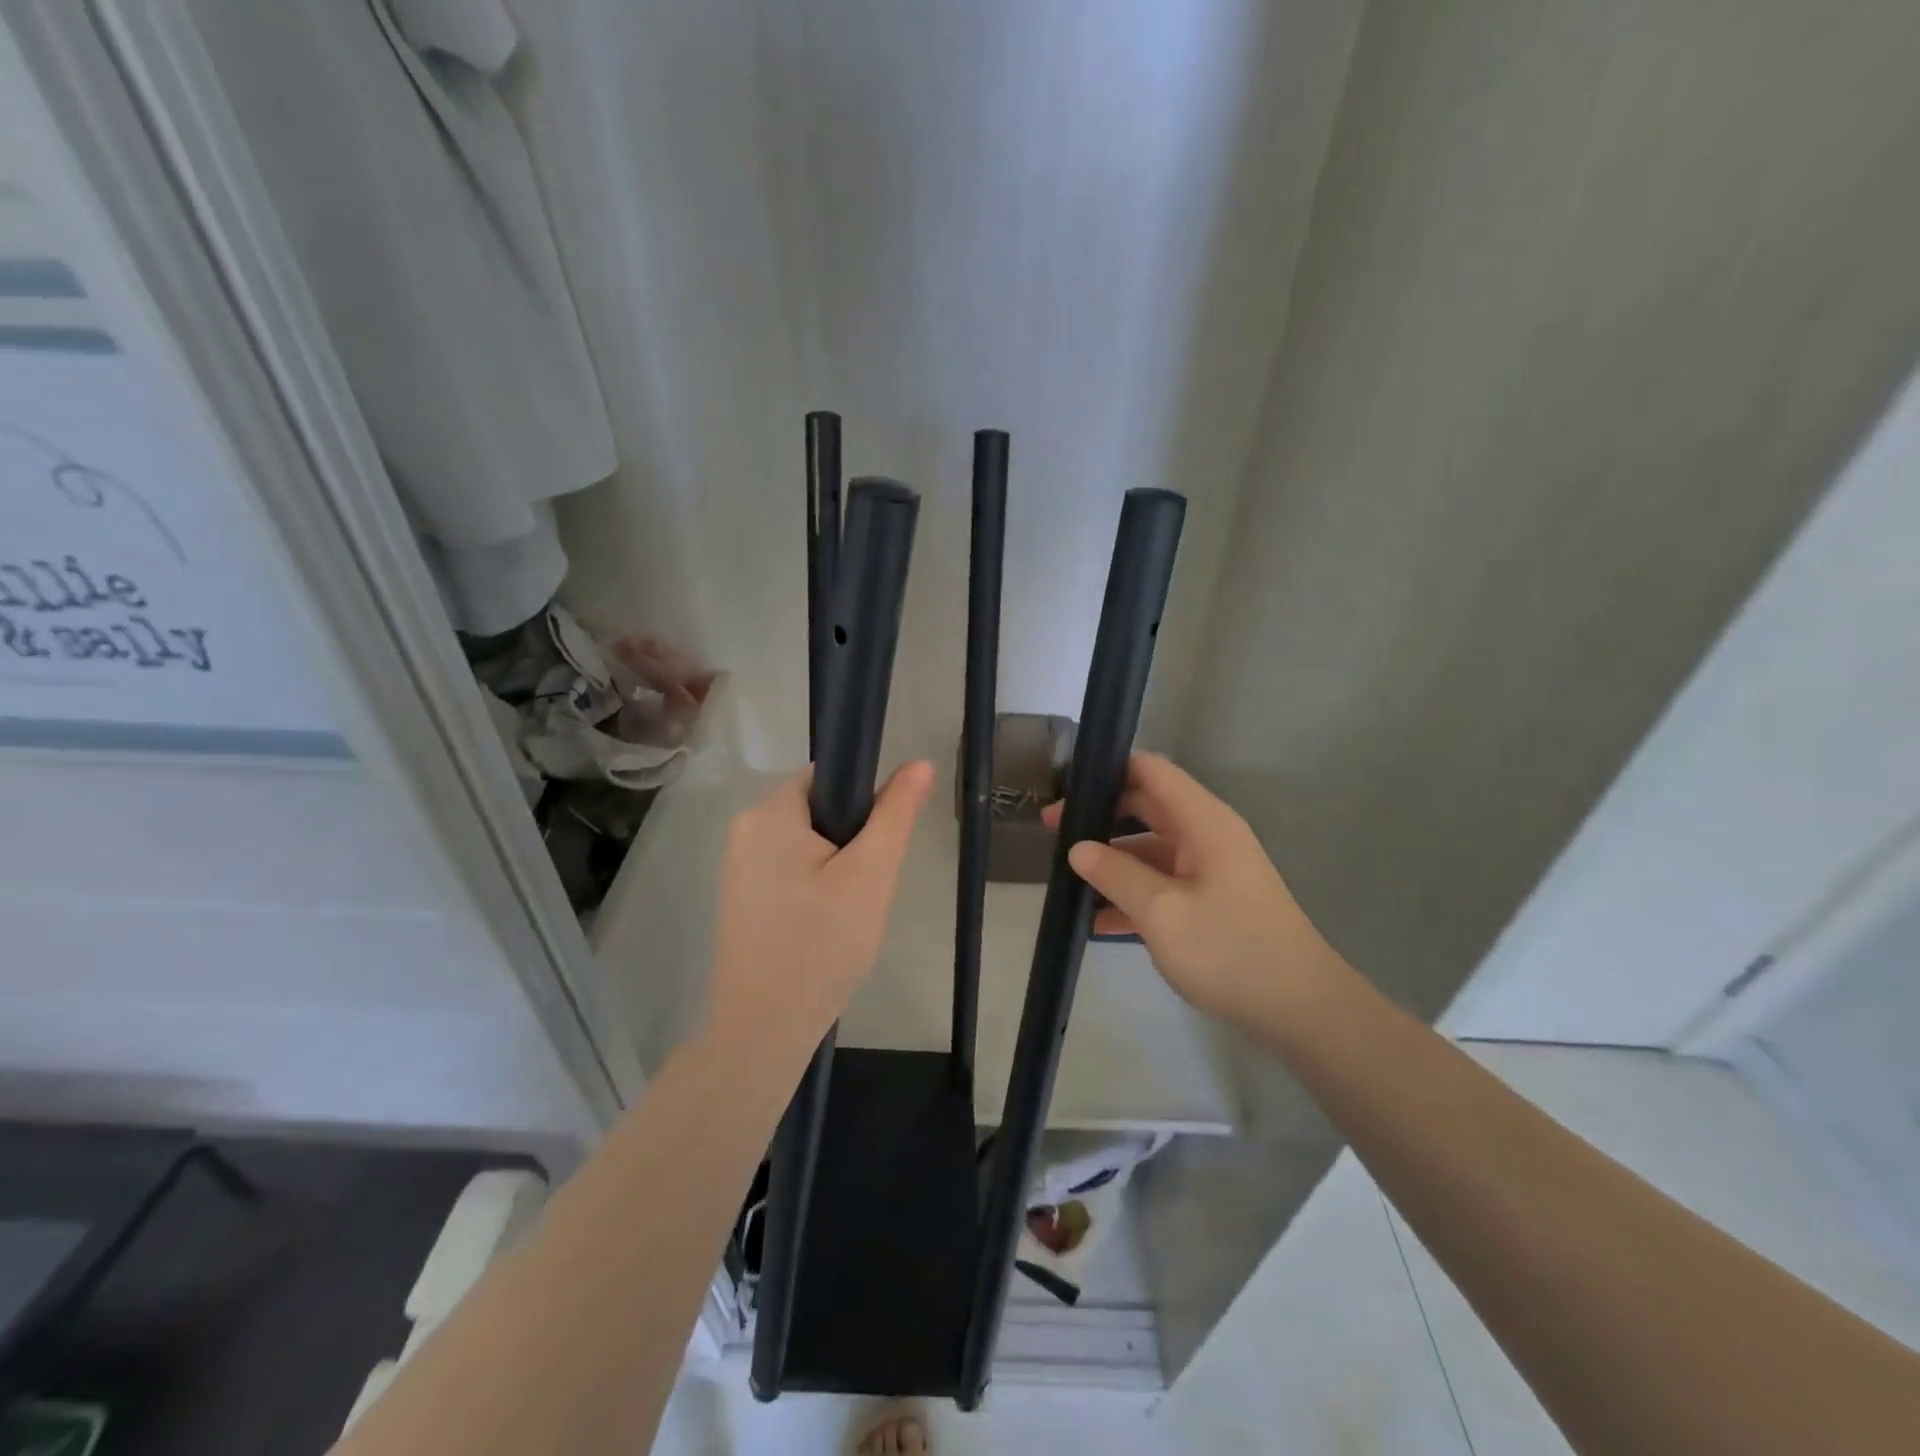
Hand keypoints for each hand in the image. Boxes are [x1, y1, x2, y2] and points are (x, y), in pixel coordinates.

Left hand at [708, 761, 933, 1061]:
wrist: (764, 1029)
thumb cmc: (820, 945)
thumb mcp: (870, 875)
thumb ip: (896, 814)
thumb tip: (919, 763)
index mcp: (769, 812)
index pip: (830, 776)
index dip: (865, 802)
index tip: (879, 847)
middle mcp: (745, 828)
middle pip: (819, 810)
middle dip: (852, 842)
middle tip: (867, 889)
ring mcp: (738, 865)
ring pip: (809, 843)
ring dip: (837, 868)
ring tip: (849, 912)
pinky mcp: (741, 896)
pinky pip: (790, 870)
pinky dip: (816, 887)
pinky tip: (824, 927)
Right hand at [1045, 753, 1340, 1026]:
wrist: (1300, 1010)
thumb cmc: (1230, 950)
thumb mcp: (1162, 913)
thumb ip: (1115, 874)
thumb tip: (1077, 848)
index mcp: (1202, 822)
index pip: (1150, 770)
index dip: (1107, 770)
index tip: (1066, 789)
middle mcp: (1206, 836)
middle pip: (1145, 808)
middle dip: (1098, 817)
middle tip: (1051, 833)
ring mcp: (1208, 870)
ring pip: (1149, 850)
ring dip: (1111, 861)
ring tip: (1065, 878)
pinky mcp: (1209, 902)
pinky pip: (1161, 885)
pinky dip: (1130, 895)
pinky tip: (1095, 921)